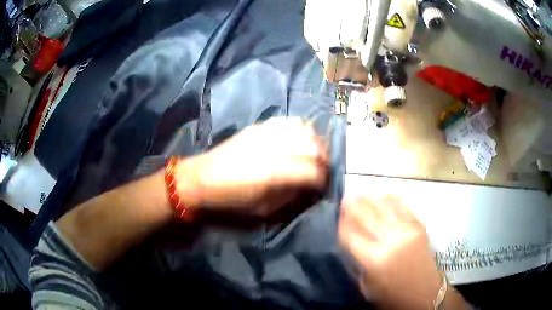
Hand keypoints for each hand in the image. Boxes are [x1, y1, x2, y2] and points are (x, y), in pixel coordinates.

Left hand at [178, 117, 327, 215]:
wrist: (202, 179)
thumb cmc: (231, 200)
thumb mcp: (263, 209)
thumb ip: (291, 197)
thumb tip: (309, 187)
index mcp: (276, 173)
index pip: (314, 171)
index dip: (324, 180)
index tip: (324, 186)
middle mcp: (275, 148)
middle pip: (314, 146)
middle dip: (325, 159)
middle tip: (324, 170)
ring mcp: (267, 133)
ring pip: (305, 129)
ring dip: (316, 142)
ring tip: (315, 154)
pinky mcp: (259, 126)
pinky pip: (288, 121)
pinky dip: (300, 129)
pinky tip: (299, 139)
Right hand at [338, 196, 442, 309]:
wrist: (424, 292)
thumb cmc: (391, 294)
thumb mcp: (366, 284)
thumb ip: (356, 259)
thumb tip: (349, 236)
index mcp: (373, 259)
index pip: (349, 233)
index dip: (340, 221)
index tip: (335, 214)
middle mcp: (389, 239)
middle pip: (365, 213)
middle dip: (351, 203)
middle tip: (344, 197)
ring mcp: (406, 228)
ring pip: (382, 203)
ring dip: (368, 197)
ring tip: (361, 194)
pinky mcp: (418, 224)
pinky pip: (399, 204)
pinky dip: (387, 198)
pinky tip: (380, 197)